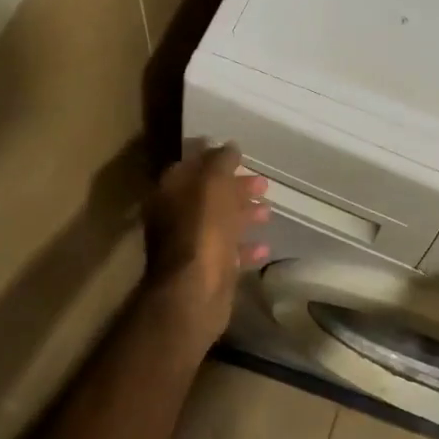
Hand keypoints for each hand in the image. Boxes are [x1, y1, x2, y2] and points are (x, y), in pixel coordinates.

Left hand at [144, 143, 269, 341]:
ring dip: (243, 214)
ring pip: (219, 222)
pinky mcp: (206, 270)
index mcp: (170, 192)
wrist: (195, 291)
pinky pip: (228, 252)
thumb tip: (229, 147)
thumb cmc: (203, 230)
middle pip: (208, 195)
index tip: (240, 155)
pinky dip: (246, 246)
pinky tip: (265, 246)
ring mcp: (190, 245)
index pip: (191, 165)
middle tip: (263, 184)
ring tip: (268, 211)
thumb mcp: (214, 185)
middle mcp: (175, 217)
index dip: (214, 158)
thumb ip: (221, 162)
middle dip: (235, 187)